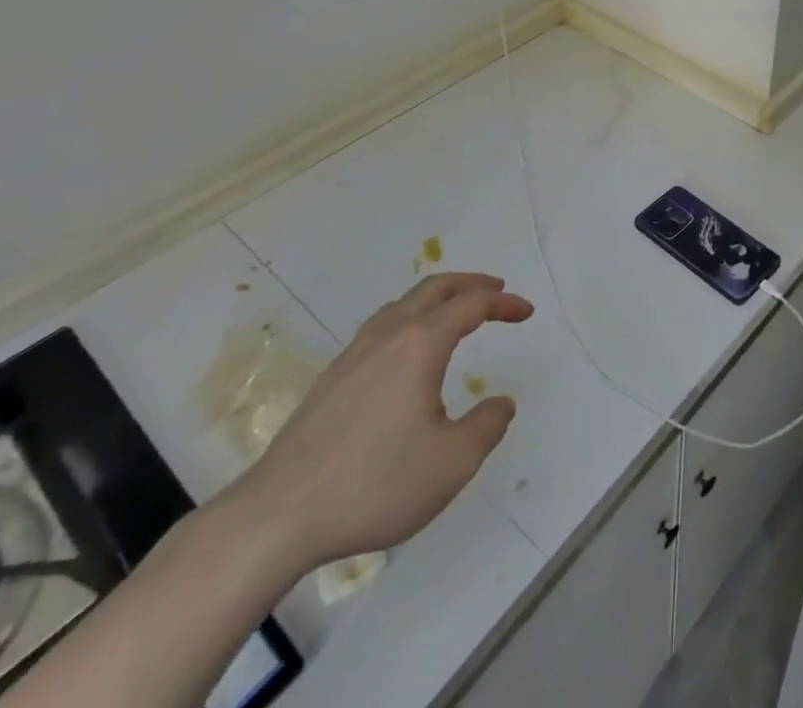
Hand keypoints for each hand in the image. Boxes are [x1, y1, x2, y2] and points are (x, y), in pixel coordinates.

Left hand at [221, 272, 533, 576]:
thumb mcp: (452, 463)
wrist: (276, 517)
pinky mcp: (330, 380)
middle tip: (495, 291)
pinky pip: (381, 327)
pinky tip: (407, 353)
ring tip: (454, 313)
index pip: (471, 306)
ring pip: (402, 305)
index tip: (526, 312)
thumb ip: (486, 427)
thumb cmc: (374, 484)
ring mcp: (353, 355)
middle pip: (433, 289)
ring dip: (437, 299)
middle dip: (470, 284)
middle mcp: (388, 336)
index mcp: (420, 345)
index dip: (503, 304)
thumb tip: (501, 403)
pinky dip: (410, 320)